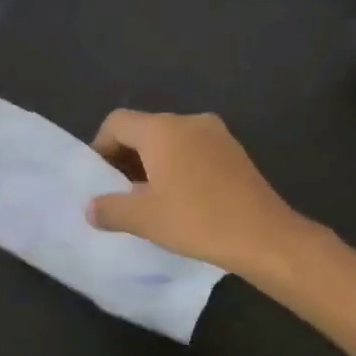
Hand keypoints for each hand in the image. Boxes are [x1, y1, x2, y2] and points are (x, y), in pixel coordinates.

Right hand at [86, 110, 308, 277]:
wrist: (263, 235)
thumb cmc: (197, 220)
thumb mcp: (144, 219)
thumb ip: (110, 209)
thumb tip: (91, 207)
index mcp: (162, 129)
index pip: (117, 122)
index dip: (100, 146)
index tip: (98, 178)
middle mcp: (188, 121)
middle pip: (145, 129)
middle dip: (126, 157)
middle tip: (119, 192)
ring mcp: (216, 133)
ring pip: (171, 140)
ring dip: (154, 163)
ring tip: (149, 199)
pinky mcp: (235, 151)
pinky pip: (195, 150)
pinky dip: (179, 166)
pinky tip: (182, 199)